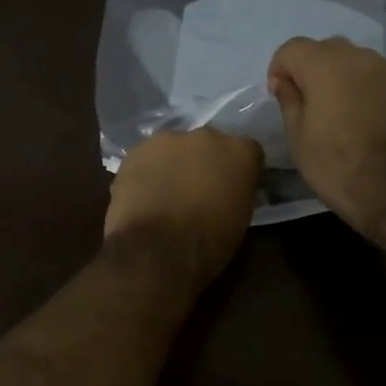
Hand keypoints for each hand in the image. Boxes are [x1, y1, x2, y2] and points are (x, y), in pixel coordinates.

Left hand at [104, 129, 262, 285]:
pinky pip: (148, 158)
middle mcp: (207, 136)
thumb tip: (229, 190)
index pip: (248, 152)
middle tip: (198, 190)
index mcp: (240, 152)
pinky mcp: (137, 150)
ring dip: (175, 164)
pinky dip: (148, 172)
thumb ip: (237, 192)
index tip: (234, 188)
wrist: (155, 249)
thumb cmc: (208, 242)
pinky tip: (144, 195)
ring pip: (176, 148)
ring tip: (167, 193)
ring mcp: (169, 139)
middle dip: (206, 162)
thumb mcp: (240, 218)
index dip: (239, 170)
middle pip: (210, 144)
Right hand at [267, 37, 385, 236]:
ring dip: (343, 77)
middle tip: (311, 104)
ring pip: (356, 62)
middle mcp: (358, 56)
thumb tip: (284, 82)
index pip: (292, 48)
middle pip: (326, 49)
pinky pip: (380, 77)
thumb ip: (289, 101)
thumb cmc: (338, 165)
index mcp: (324, 65)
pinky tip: (370, 118)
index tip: (281, 95)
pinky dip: (369, 88)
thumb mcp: (298, 139)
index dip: (280, 69)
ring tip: (343, 112)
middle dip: (313, 69)